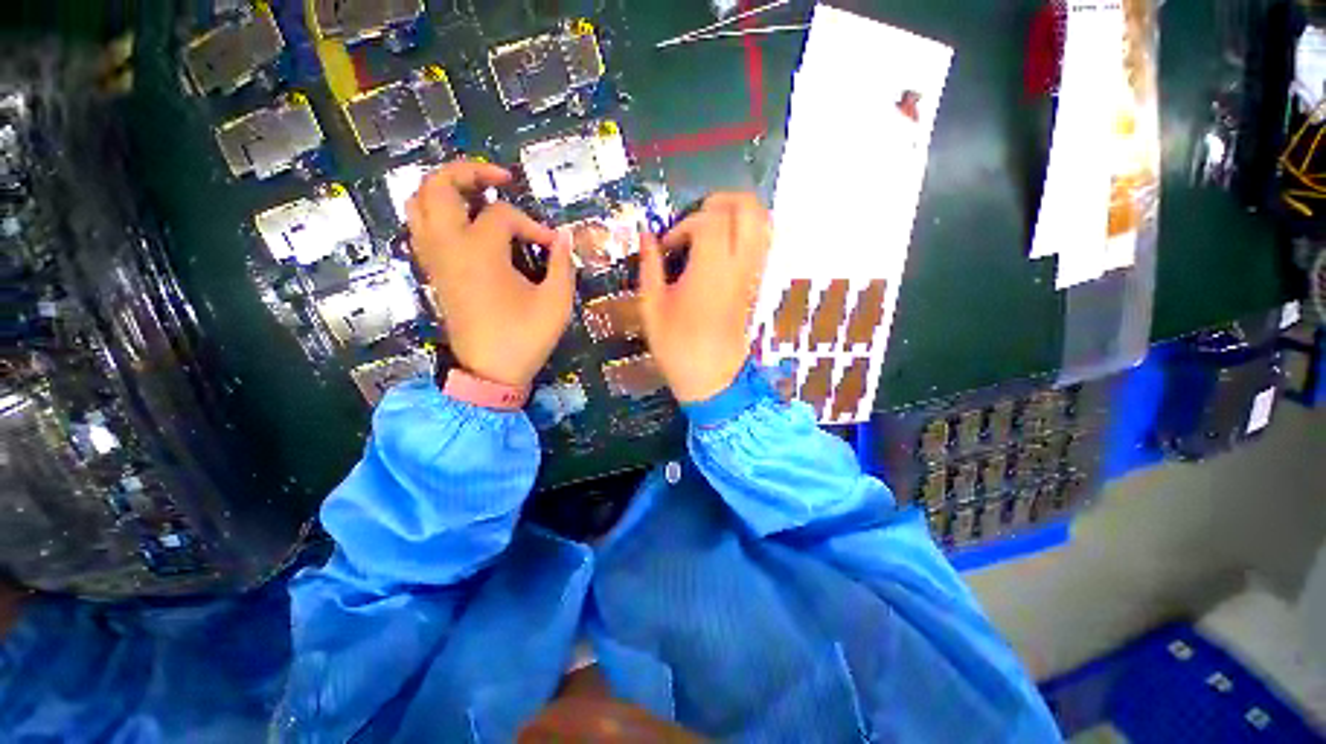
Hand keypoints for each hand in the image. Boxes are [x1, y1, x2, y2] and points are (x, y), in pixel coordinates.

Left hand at [406, 161, 573, 388]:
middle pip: (438, 186)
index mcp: (479, 251)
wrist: (489, 372)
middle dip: (467, 171)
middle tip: (499, 177)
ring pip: (418, 203)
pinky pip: (420, 227)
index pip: (503, 215)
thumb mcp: (556, 303)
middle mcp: (448, 246)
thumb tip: (564, 235)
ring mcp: (435, 259)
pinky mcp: (433, 272)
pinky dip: (435, 212)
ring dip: (444, 188)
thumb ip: (562, 264)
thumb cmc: (525, 337)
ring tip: (475, 193)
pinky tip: (461, 221)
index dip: (532, 225)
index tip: (552, 245)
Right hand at [639, 193, 771, 402]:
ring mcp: (752, 274)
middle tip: (695, 220)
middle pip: (747, 208)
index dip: (685, 225)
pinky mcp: (756, 283)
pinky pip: (763, 243)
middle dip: (720, 203)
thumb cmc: (676, 346)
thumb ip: (649, 265)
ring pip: (763, 222)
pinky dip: (747, 231)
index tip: (668, 247)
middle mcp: (738, 266)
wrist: (711, 377)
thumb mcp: (652, 307)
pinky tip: (724, 246)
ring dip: (738, 213)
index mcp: (710, 271)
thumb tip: (646, 234)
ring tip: (711, 227)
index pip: (709, 220)